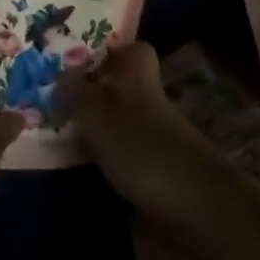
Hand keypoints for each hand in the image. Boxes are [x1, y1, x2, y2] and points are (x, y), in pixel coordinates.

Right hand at [57, 42, 241, 234]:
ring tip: (62, 137)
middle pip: (125, 89)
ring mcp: (160, 140)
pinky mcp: (162, 174)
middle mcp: (152, 105)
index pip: (135, 51)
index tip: (82, 59)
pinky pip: (128, 155)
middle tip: (58, 101)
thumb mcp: (101, 118)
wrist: (200, 209)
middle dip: (96, 93)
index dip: (112, 51)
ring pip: (125, 122)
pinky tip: (86, 171)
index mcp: (140, 82)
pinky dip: (108, 159)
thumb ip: (79, 94)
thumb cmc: (144, 152)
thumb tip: (62, 70)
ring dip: (99, 129)